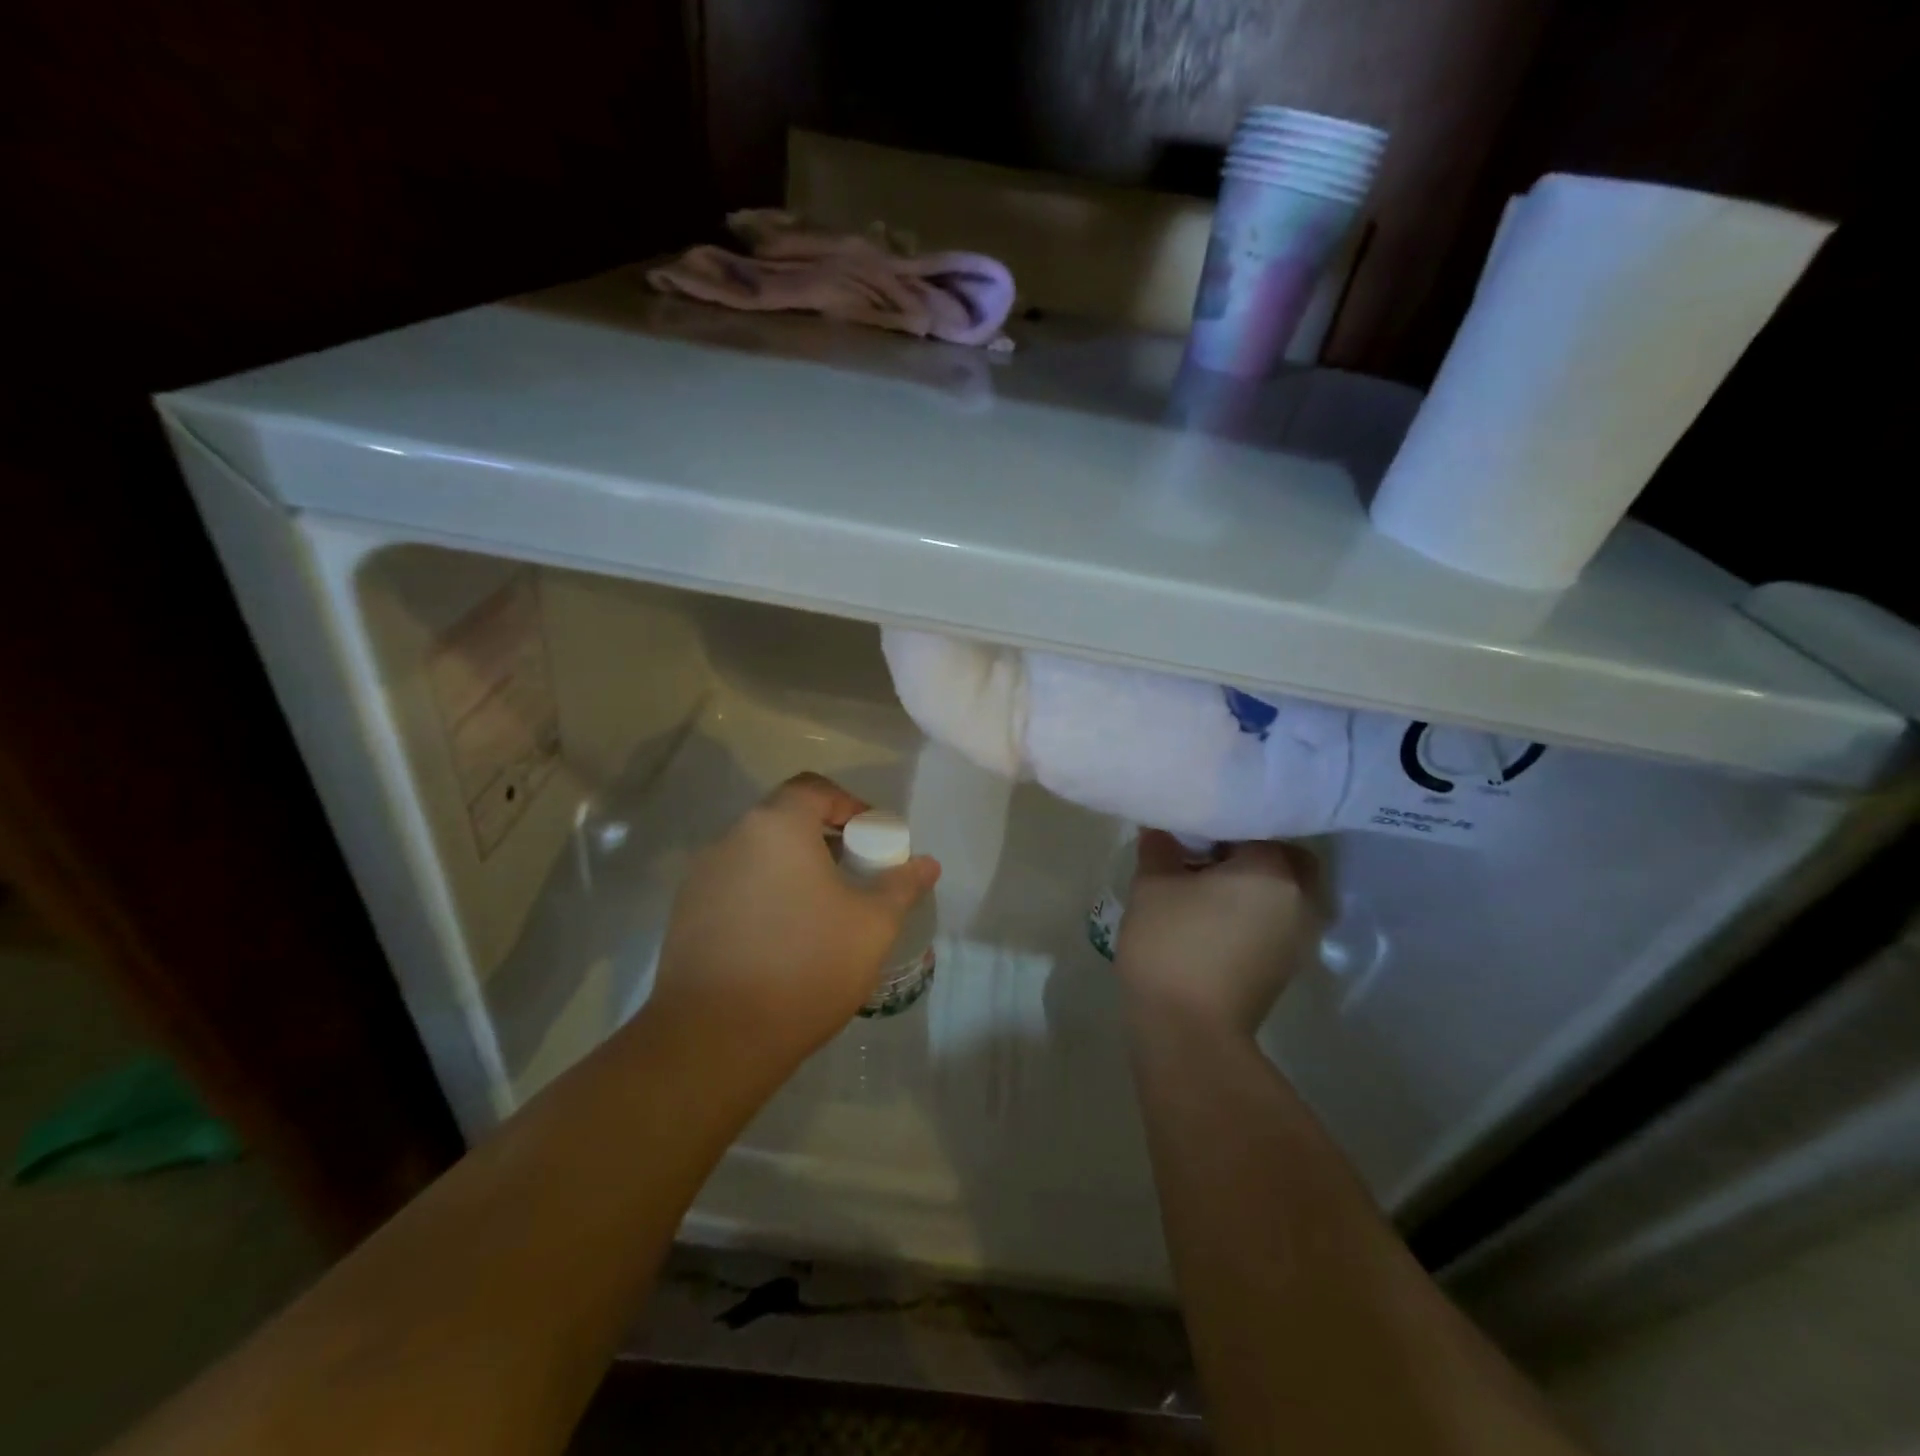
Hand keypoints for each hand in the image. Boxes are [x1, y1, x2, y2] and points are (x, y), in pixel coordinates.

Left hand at [647, 773, 940, 1068]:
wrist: (715, 1039)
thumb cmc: (806, 965)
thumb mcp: (872, 924)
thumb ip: (901, 885)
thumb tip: (927, 864)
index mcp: (776, 826)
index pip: (814, 789)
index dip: (850, 805)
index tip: (872, 840)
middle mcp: (732, 839)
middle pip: (785, 820)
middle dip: (825, 841)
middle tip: (854, 877)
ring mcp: (701, 877)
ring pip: (759, 856)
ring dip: (793, 870)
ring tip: (822, 913)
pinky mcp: (685, 914)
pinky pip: (736, 888)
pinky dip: (764, 896)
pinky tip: (783, 940)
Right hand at [1114, 831, 1319, 1038]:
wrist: (1188, 1032)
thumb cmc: (1172, 947)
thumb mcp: (1152, 886)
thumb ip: (1160, 849)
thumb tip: (1162, 832)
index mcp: (1274, 871)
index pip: (1254, 826)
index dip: (1219, 824)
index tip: (1189, 832)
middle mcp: (1301, 900)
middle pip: (1283, 859)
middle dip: (1249, 852)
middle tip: (1205, 856)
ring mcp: (1299, 938)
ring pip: (1282, 892)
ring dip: (1253, 885)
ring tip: (1205, 887)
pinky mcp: (1286, 967)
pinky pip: (1275, 921)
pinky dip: (1253, 912)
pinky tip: (1213, 919)